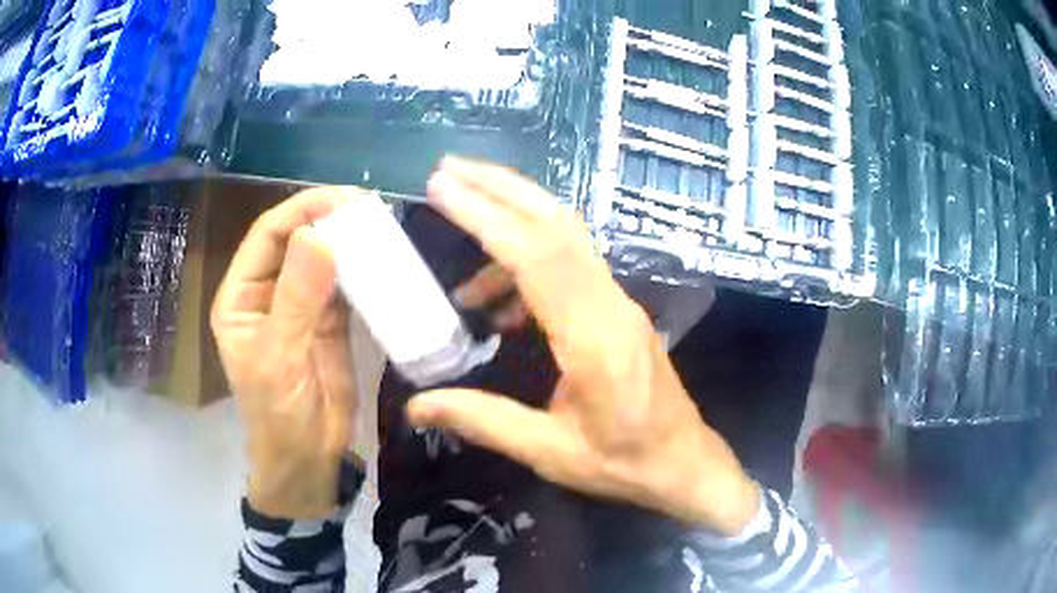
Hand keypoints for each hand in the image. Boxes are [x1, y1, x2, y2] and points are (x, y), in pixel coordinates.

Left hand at [212, 188, 358, 519]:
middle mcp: (268, 293)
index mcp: (242, 296)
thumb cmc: (279, 414)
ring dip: (350, 243)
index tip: (344, 199)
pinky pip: (346, 286)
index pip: (268, 236)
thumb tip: (318, 236)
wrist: (308, 458)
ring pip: (324, 259)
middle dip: (330, 220)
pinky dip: (364, 272)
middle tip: (371, 208)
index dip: (302, 210)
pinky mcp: (330, 322)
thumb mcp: (280, 357)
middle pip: (297, 240)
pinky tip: (385, 260)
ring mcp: (301, 305)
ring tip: (384, 227)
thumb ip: (296, 298)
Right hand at [408, 158, 759, 535]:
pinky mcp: (617, 307)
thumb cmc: (624, 462)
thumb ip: (483, 421)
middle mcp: (610, 304)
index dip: (487, 216)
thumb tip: (416, 407)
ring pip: (566, 234)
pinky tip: (496, 297)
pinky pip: (569, 263)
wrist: (683, 463)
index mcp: (594, 338)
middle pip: (557, 223)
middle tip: (448, 169)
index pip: (536, 256)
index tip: (443, 187)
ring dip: (513, 216)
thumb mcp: (549, 452)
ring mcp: (618, 300)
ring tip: (459, 226)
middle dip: (500, 188)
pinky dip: (526, 261)